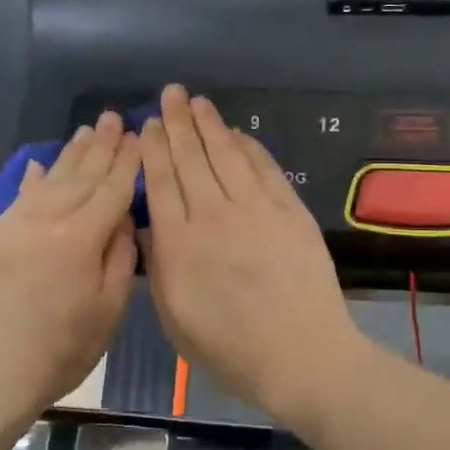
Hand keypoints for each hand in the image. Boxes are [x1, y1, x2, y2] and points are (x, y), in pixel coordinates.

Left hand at [0, 110, 140, 425]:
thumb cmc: (60, 352)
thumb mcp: (109, 310)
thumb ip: (120, 256)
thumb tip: (122, 217)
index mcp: (80, 238)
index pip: (111, 188)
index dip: (127, 161)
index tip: (139, 135)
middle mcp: (43, 220)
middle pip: (79, 175)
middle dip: (100, 145)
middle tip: (113, 117)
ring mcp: (6, 226)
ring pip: (45, 181)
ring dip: (68, 155)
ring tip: (85, 132)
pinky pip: (13, 201)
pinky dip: (30, 182)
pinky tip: (36, 165)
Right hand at [139, 85, 365, 419]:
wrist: (300, 355)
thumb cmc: (230, 348)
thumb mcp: (174, 318)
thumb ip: (159, 265)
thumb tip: (148, 225)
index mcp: (178, 243)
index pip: (161, 182)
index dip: (154, 149)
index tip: (148, 125)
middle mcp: (213, 215)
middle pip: (191, 158)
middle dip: (178, 122)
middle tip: (170, 94)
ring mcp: (255, 208)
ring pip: (226, 154)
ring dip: (210, 124)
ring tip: (197, 101)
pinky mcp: (289, 210)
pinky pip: (264, 167)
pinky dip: (248, 146)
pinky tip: (237, 133)